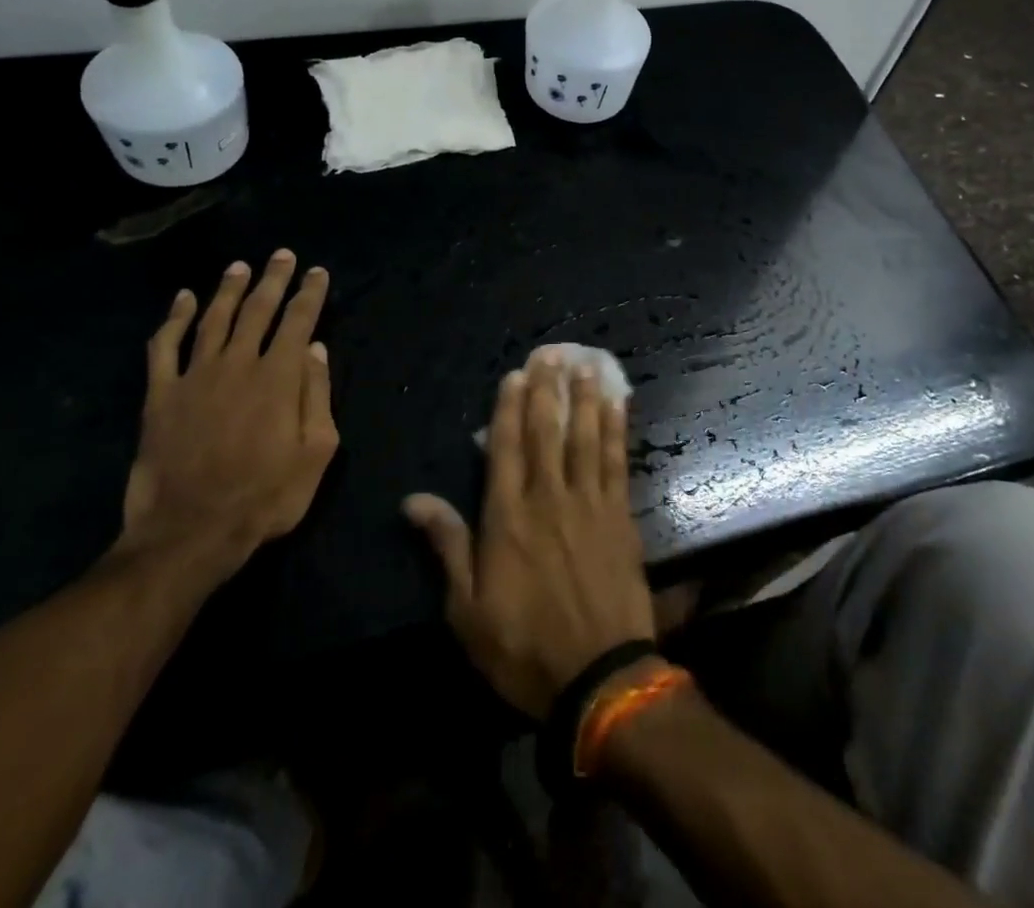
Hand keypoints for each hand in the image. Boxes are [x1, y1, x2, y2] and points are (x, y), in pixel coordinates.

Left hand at [117, 249, 336, 583]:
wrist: (191, 532)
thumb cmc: (265, 496)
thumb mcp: (316, 451)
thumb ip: (317, 394)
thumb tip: (314, 348)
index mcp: (279, 376)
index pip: (298, 320)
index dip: (309, 293)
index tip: (317, 272)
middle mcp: (238, 363)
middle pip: (258, 309)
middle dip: (273, 278)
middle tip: (282, 255)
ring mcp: (195, 376)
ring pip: (214, 318)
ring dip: (229, 289)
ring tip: (240, 266)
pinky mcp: (161, 395)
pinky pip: (165, 347)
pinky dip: (172, 319)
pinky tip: (181, 299)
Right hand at [404, 349, 653, 717]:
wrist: (598, 678)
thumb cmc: (523, 647)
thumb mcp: (467, 609)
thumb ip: (446, 546)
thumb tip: (413, 499)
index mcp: (507, 517)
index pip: (506, 448)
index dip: (509, 408)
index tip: (515, 375)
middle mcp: (548, 498)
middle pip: (546, 432)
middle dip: (547, 390)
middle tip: (551, 353)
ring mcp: (589, 504)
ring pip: (585, 437)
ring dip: (585, 398)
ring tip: (586, 364)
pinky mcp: (620, 517)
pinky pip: (617, 461)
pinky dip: (617, 430)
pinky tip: (619, 406)